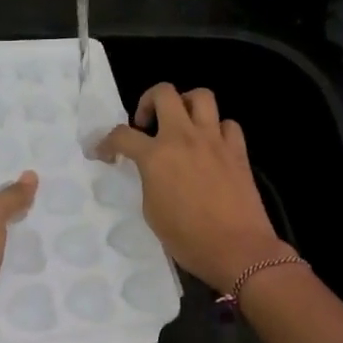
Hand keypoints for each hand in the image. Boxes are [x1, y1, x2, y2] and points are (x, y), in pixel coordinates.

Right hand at [96, 84, 289, 292]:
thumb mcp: (152, 211)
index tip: (104, 153)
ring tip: (181, 124)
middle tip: (146, 124)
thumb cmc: (188, 239)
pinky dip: (217, 129)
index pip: (122, 135)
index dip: (106, 142)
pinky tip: (212, 146)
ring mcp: (214, 140)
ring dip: (186, 104)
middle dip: (148, 101)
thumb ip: (149, 180)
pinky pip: (228, 124)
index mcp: (156, 156)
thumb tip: (153, 171)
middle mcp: (184, 138)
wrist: (238, 250)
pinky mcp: (238, 150)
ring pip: (201, 96)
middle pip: (164, 93)